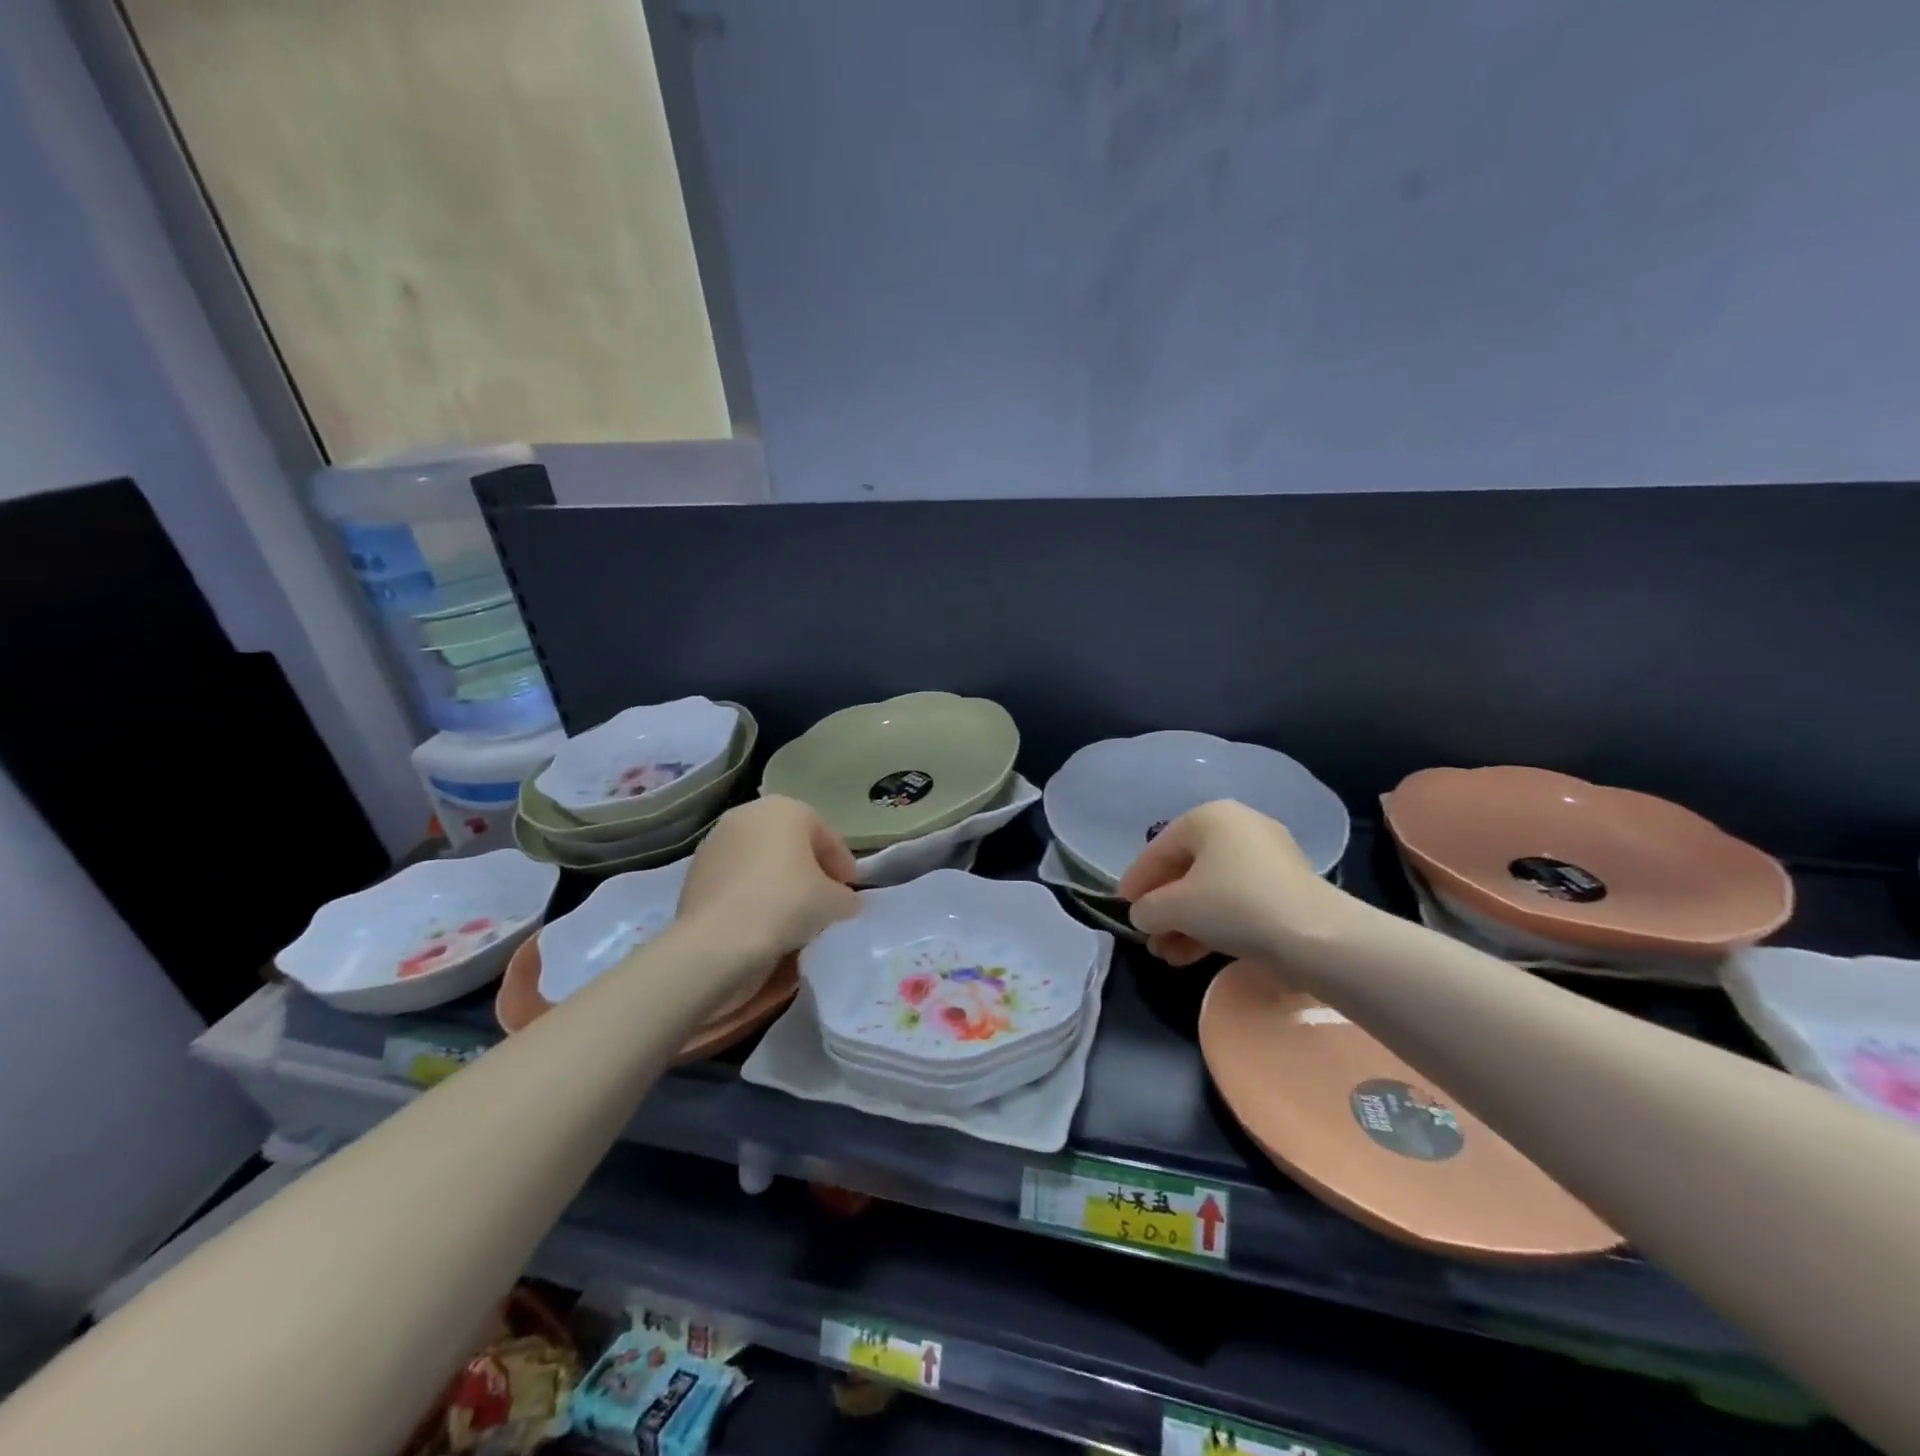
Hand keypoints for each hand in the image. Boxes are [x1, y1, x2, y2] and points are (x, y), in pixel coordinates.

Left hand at [676, 796, 859, 968]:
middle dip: (810, 869)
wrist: (716, 943)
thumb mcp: (835, 902)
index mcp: (785, 809)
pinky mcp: (695, 873)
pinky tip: (763, 923)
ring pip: (761, 861)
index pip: (826, 835)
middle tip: (824, 901)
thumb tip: (842, 902)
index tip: (851, 892)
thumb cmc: (785, 905)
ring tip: (794, 916)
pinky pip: (738, 881)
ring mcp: (716, 842)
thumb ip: (845, 896)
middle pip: (791, 844)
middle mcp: (748, 815)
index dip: (843, 864)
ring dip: (780, 882)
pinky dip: (753, 895)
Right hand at [1117, 800, 1365, 965]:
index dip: (1136, 880)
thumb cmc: (1234, 906)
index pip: (1159, 848)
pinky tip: (1192, 955)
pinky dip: (1212, 925)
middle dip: (1163, 908)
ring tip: (1165, 954)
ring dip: (1184, 923)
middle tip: (1146, 934)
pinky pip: (1236, 902)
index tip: (1121, 905)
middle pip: (1186, 870)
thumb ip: (1148, 908)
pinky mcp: (1285, 890)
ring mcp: (1267, 858)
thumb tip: (1143, 914)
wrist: (1315, 938)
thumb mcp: (1175, 907)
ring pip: (1211, 890)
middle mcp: (1239, 827)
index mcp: (1210, 817)